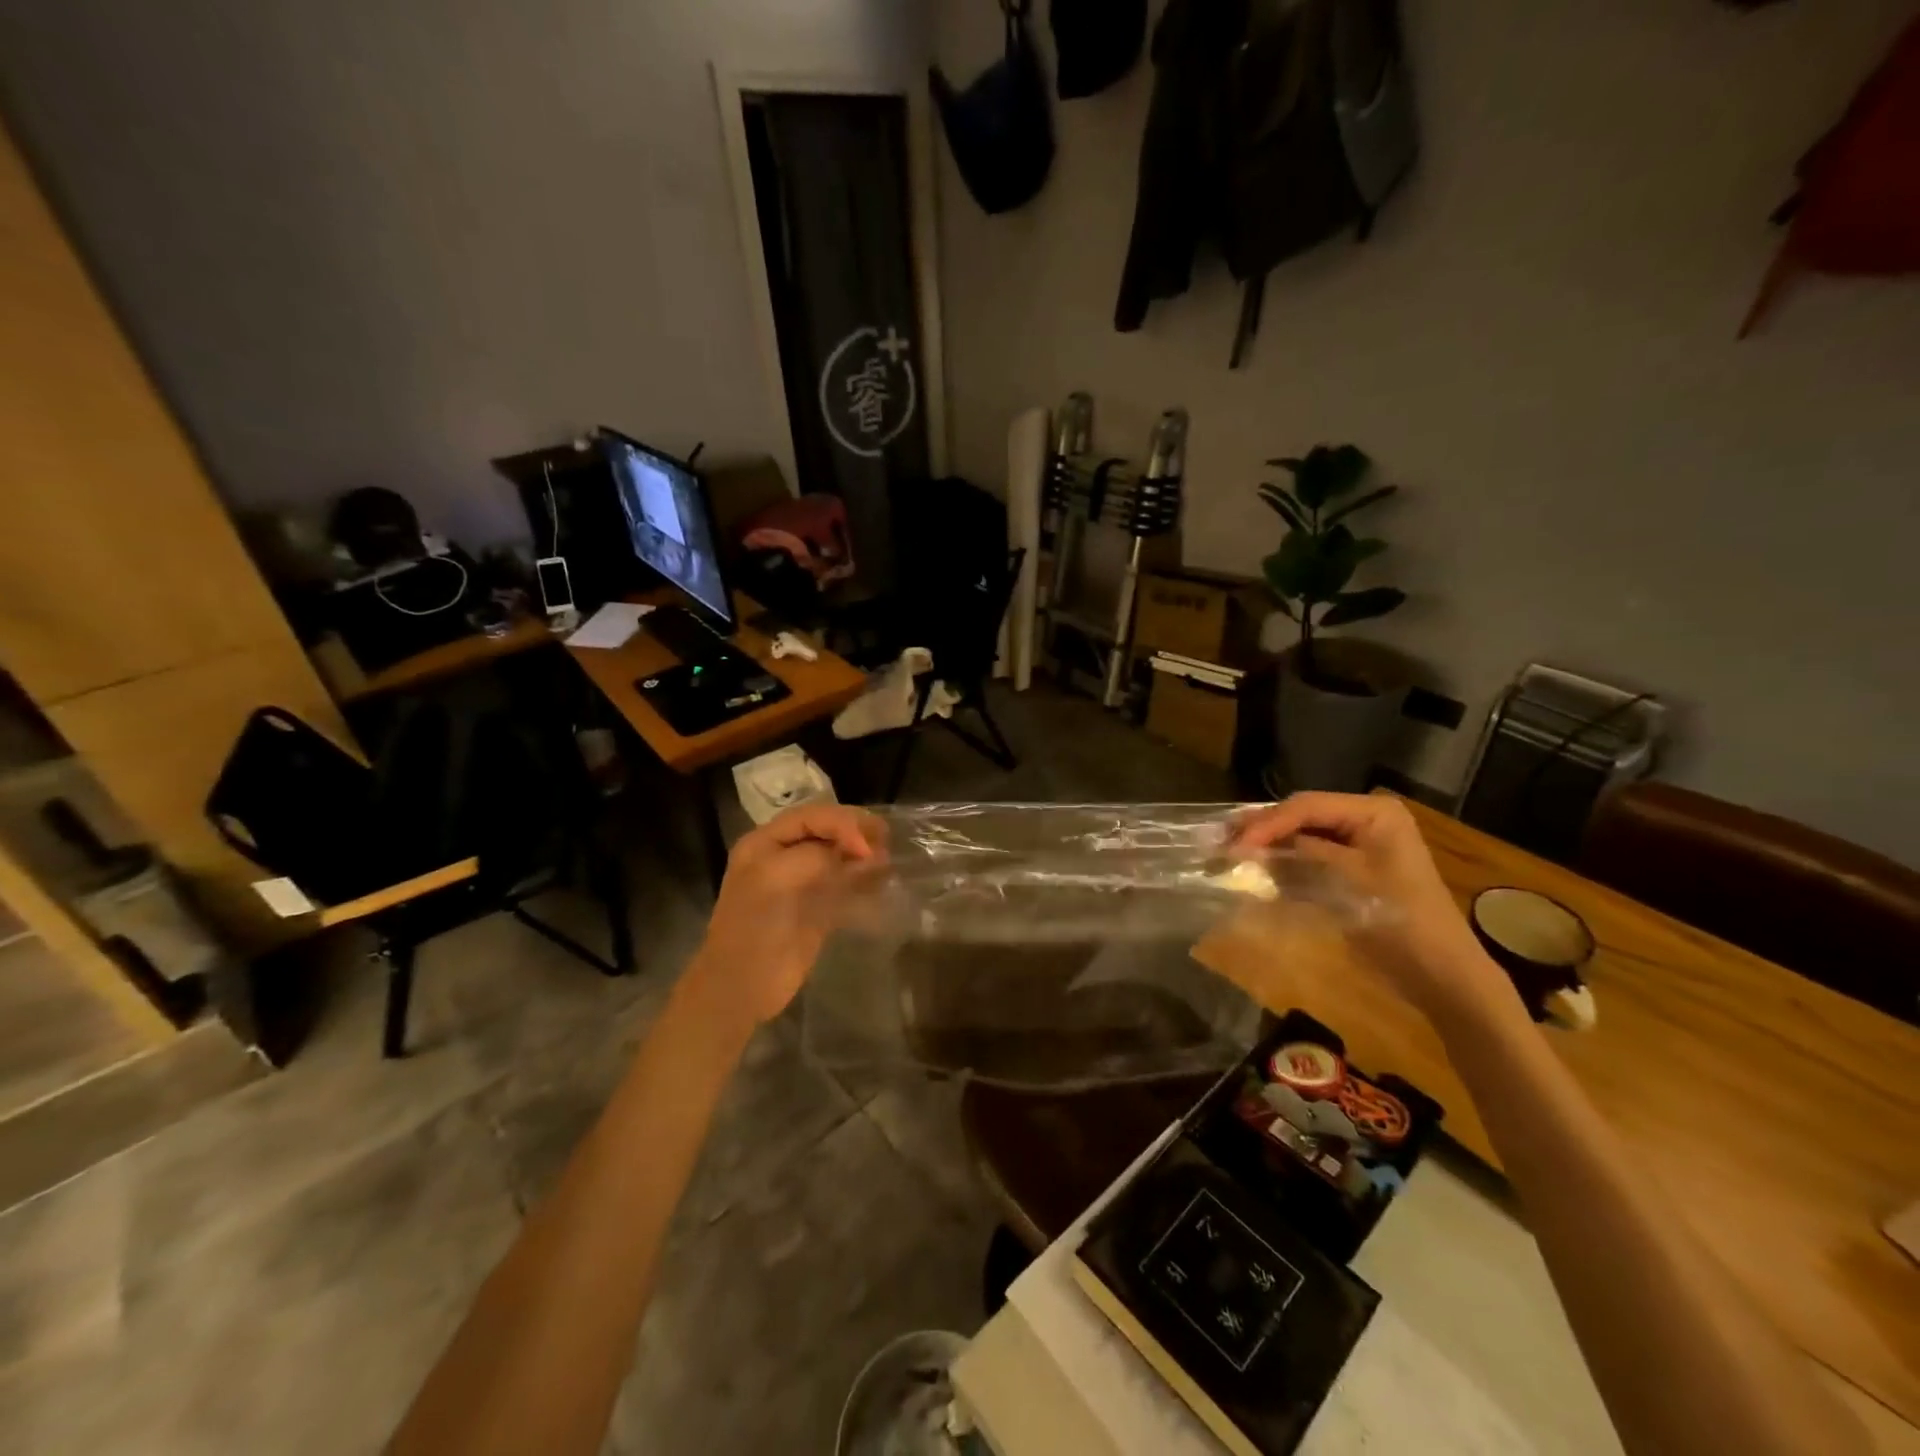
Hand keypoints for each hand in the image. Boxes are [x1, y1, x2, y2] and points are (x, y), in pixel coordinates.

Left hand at [690, 803, 887, 1025]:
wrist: (742, 988)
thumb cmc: (752, 929)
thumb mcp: (774, 880)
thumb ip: (813, 857)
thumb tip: (853, 856)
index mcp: (765, 843)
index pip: (812, 816)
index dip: (842, 823)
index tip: (865, 847)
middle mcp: (784, 856)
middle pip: (828, 831)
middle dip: (856, 832)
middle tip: (885, 841)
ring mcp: (802, 883)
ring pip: (839, 855)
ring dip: (863, 853)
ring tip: (887, 860)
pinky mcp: (818, 908)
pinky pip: (845, 884)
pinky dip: (864, 878)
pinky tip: (881, 881)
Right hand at [1232, 792, 1513, 1022]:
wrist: (1441, 975)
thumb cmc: (1402, 921)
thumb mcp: (1349, 881)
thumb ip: (1301, 855)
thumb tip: (1249, 845)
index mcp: (1375, 812)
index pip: (1307, 806)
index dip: (1267, 823)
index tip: (1235, 845)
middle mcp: (1366, 819)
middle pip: (1301, 815)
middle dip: (1263, 830)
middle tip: (1223, 842)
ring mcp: (1359, 844)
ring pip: (1301, 834)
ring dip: (1268, 844)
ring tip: (1230, 852)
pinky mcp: (1351, 868)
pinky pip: (1309, 855)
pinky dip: (1283, 861)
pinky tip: (1255, 868)